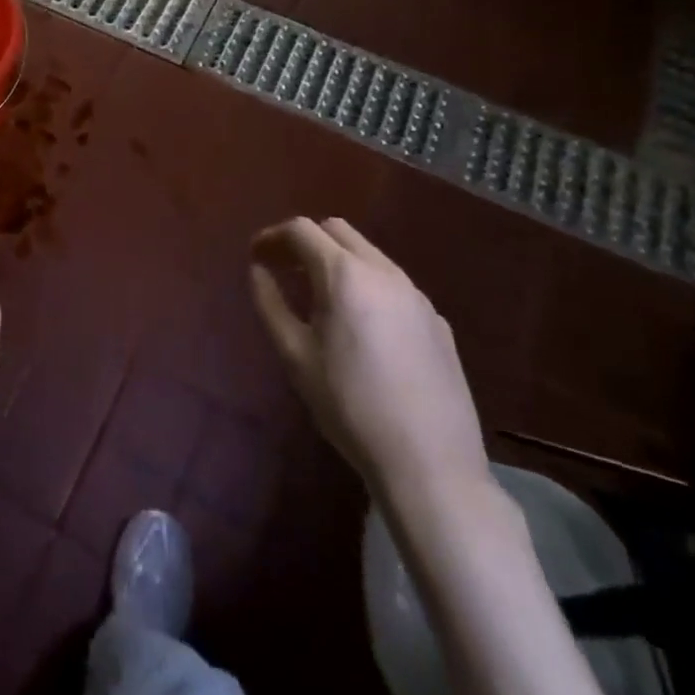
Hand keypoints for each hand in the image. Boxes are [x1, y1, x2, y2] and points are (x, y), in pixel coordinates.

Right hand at [251, 217, 489, 511]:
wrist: (430, 464)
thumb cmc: (350, 407)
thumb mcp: (295, 356)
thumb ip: (271, 304)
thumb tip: (258, 271)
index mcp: (345, 275)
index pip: (301, 230)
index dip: (273, 236)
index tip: (256, 255)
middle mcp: (384, 272)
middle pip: (337, 231)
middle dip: (306, 240)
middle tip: (284, 269)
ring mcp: (416, 295)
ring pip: (369, 254)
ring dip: (338, 260)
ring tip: (319, 297)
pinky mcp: (438, 321)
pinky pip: (394, 284)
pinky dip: (367, 285)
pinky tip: (362, 327)